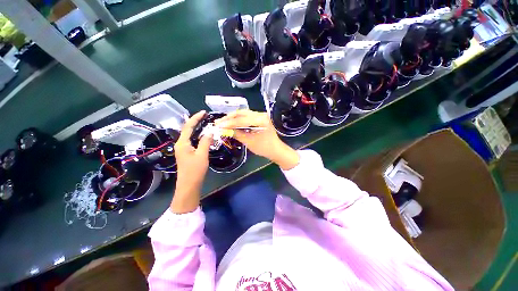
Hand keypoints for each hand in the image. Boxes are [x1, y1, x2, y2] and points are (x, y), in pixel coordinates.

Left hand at [170, 111, 212, 213]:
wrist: (189, 185)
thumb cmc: (195, 171)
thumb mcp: (202, 155)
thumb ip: (206, 142)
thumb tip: (210, 131)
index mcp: (182, 143)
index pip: (188, 126)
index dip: (196, 118)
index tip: (204, 112)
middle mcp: (180, 144)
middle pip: (187, 129)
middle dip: (196, 121)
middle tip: (206, 117)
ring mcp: (183, 148)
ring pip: (190, 135)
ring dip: (197, 128)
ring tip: (206, 123)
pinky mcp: (187, 152)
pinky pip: (192, 140)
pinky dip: (198, 135)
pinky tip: (204, 135)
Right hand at [214, 110, 299, 169]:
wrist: (276, 150)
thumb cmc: (264, 148)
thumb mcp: (249, 141)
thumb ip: (236, 134)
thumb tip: (223, 129)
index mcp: (261, 120)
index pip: (241, 120)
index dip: (229, 123)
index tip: (218, 125)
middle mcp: (261, 114)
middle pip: (241, 113)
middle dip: (229, 118)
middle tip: (218, 122)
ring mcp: (260, 115)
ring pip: (243, 114)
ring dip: (233, 118)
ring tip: (222, 122)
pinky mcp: (259, 118)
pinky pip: (246, 117)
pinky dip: (238, 120)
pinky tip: (231, 123)